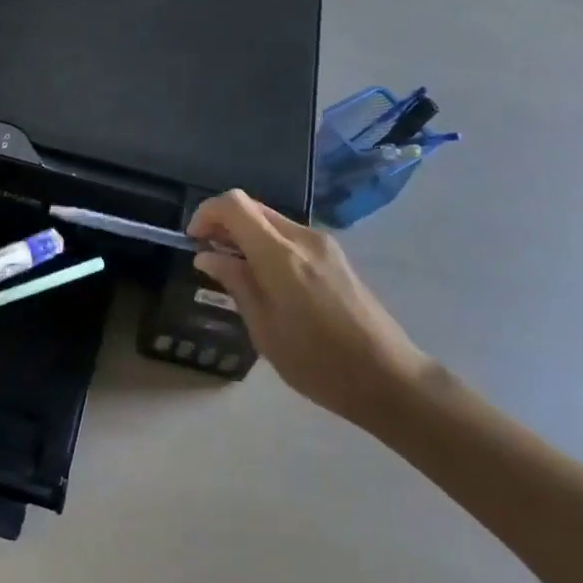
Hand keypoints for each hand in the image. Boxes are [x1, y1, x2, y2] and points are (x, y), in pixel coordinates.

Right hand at [187, 190, 428, 426]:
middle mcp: (302, 237)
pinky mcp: (334, 255)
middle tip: (209, 256)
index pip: (234, 205)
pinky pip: (290, 235)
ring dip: (246, 234)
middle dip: (224, 223)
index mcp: (281, 255)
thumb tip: (207, 256)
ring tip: (235, 272)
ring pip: (271, 220)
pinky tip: (266, 279)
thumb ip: (236, 284)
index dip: (207, 213)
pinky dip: (267, 244)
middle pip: (252, 207)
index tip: (194, 241)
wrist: (389, 378)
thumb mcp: (265, 330)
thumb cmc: (319, 363)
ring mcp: (323, 244)